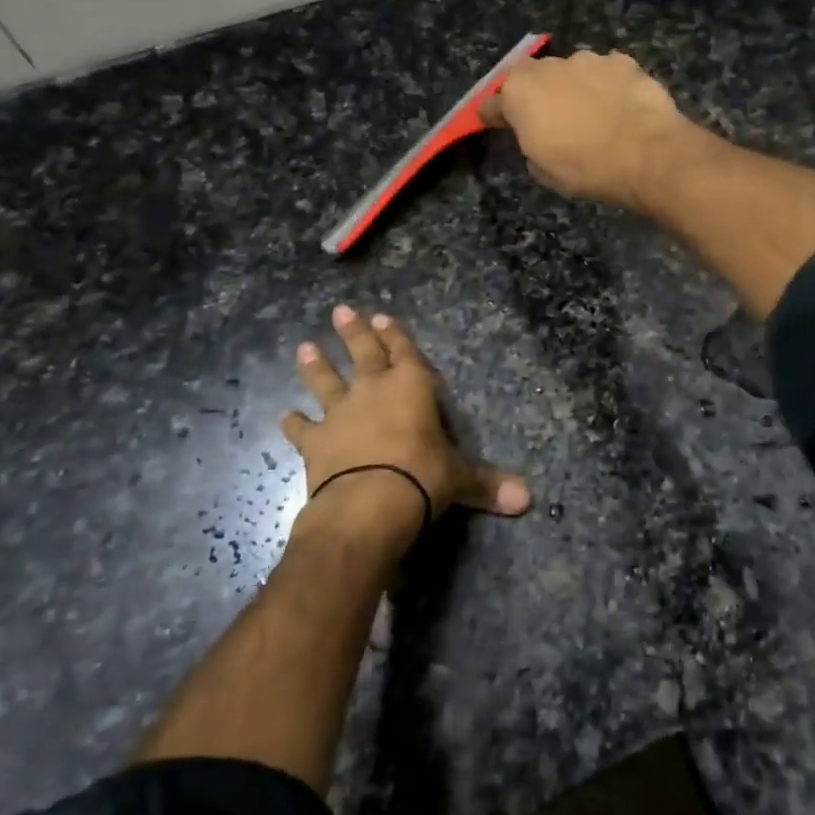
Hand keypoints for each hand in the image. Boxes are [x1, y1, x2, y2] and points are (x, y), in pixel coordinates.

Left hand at [281, 306, 531, 533]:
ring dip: (316, 366)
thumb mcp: (460, 480)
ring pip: (326, 382)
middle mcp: (374, 391)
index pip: (405, 353)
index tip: (381, 317)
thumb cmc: (423, 477)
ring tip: (304, 347)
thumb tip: (528, 499)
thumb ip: (488, 485)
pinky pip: (303, 429)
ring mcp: (341, 414)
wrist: (369, 503)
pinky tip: (286, 417)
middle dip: (354, 333)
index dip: (395, 335)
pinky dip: (295, 424)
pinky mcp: (316, 442)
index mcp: (412, 388)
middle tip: (341, 311)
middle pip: (363, 354)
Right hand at [480, 50, 692, 210]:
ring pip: (572, 72)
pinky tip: (619, 106)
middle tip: (549, 119)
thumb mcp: (543, 171)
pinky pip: (606, 73)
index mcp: (519, 93)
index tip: (494, 122)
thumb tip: (539, 137)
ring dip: (574, 88)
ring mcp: (588, 59)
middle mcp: (548, 67)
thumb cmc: (584, 168)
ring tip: (592, 114)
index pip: (493, 103)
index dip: (494, 114)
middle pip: (532, 78)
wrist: (645, 154)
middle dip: (536, 95)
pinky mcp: (622, 61)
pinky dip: (608, 86)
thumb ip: (531, 146)